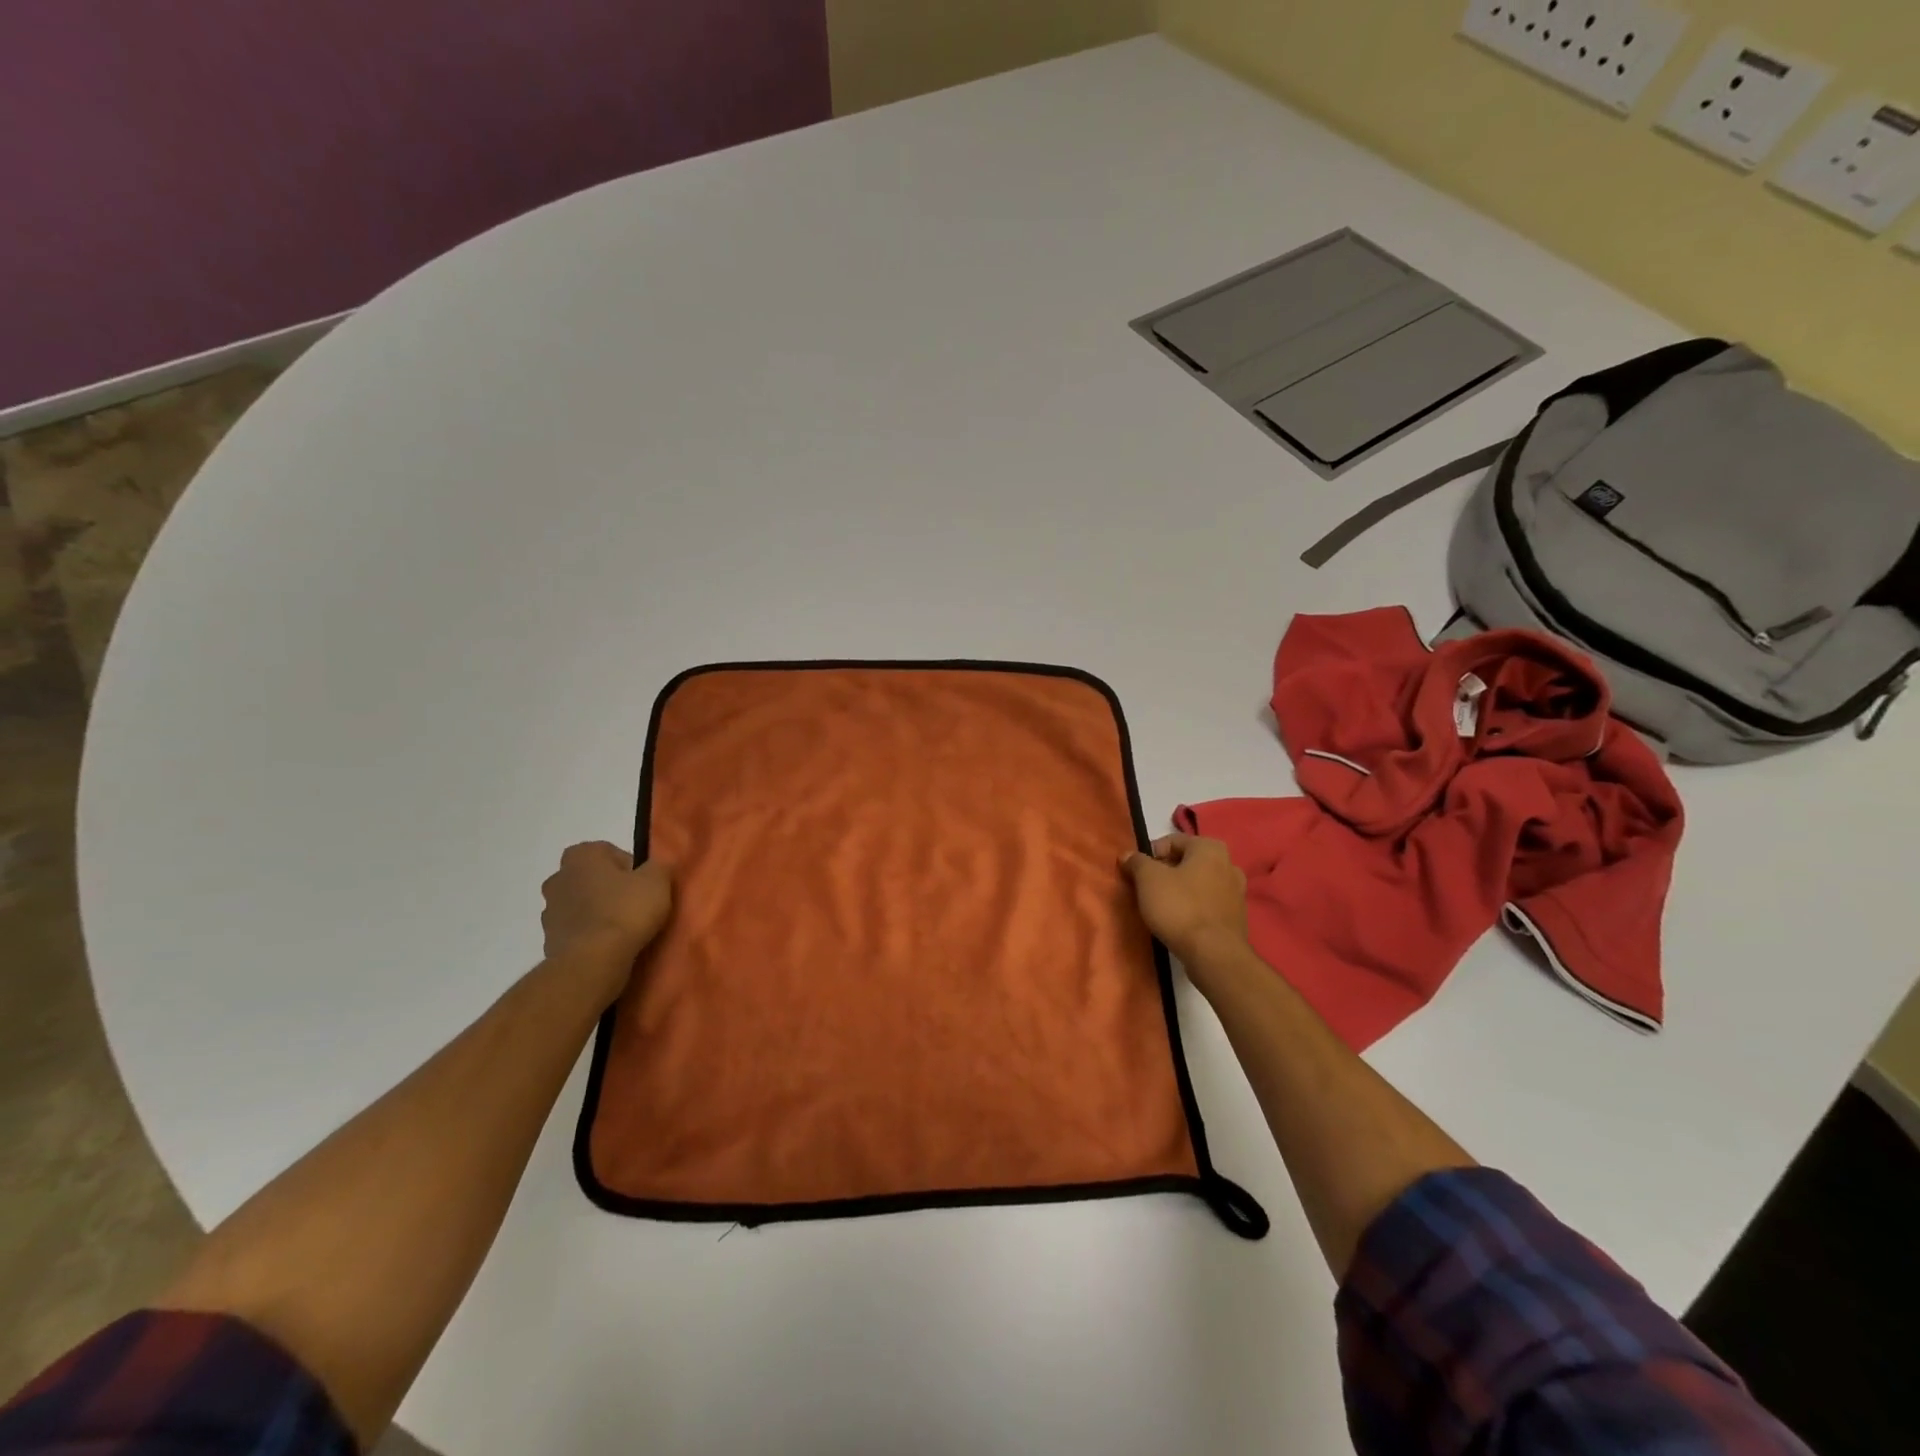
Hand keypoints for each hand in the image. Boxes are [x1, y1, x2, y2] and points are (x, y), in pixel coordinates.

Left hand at [541, 842, 673, 990]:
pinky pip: (576, 931)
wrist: (593, 961)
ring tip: (623, 929)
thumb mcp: (658, 880)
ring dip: (597, 912)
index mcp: (581, 856)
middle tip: (634, 904)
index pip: (609, 852)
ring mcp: (549, 911)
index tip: (644, 885)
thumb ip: (657, 866)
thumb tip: (653, 868)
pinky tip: (609, 946)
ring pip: (581, 905)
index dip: (630, 867)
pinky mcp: (548, 940)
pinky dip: (589, 935)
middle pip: (592, 878)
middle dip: (610, 888)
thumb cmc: (626, 910)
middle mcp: (558, 878)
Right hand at [1121, 834, 1247, 964]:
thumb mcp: (1148, 879)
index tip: (1136, 874)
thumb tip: (1128, 855)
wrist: (1213, 954)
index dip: (1149, 855)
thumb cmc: (1179, 907)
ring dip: (1180, 890)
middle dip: (1165, 873)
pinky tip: (1180, 922)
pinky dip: (1193, 907)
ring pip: (1198, 884)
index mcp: (1210, 848)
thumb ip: (1136, 862)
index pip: (1171, 842)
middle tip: (1146, 890)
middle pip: (1186, 862)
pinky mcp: (1237, 917)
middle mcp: (1228, 864)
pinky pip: (1208, 904)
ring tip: (1162, 907)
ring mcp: (1237, 892)